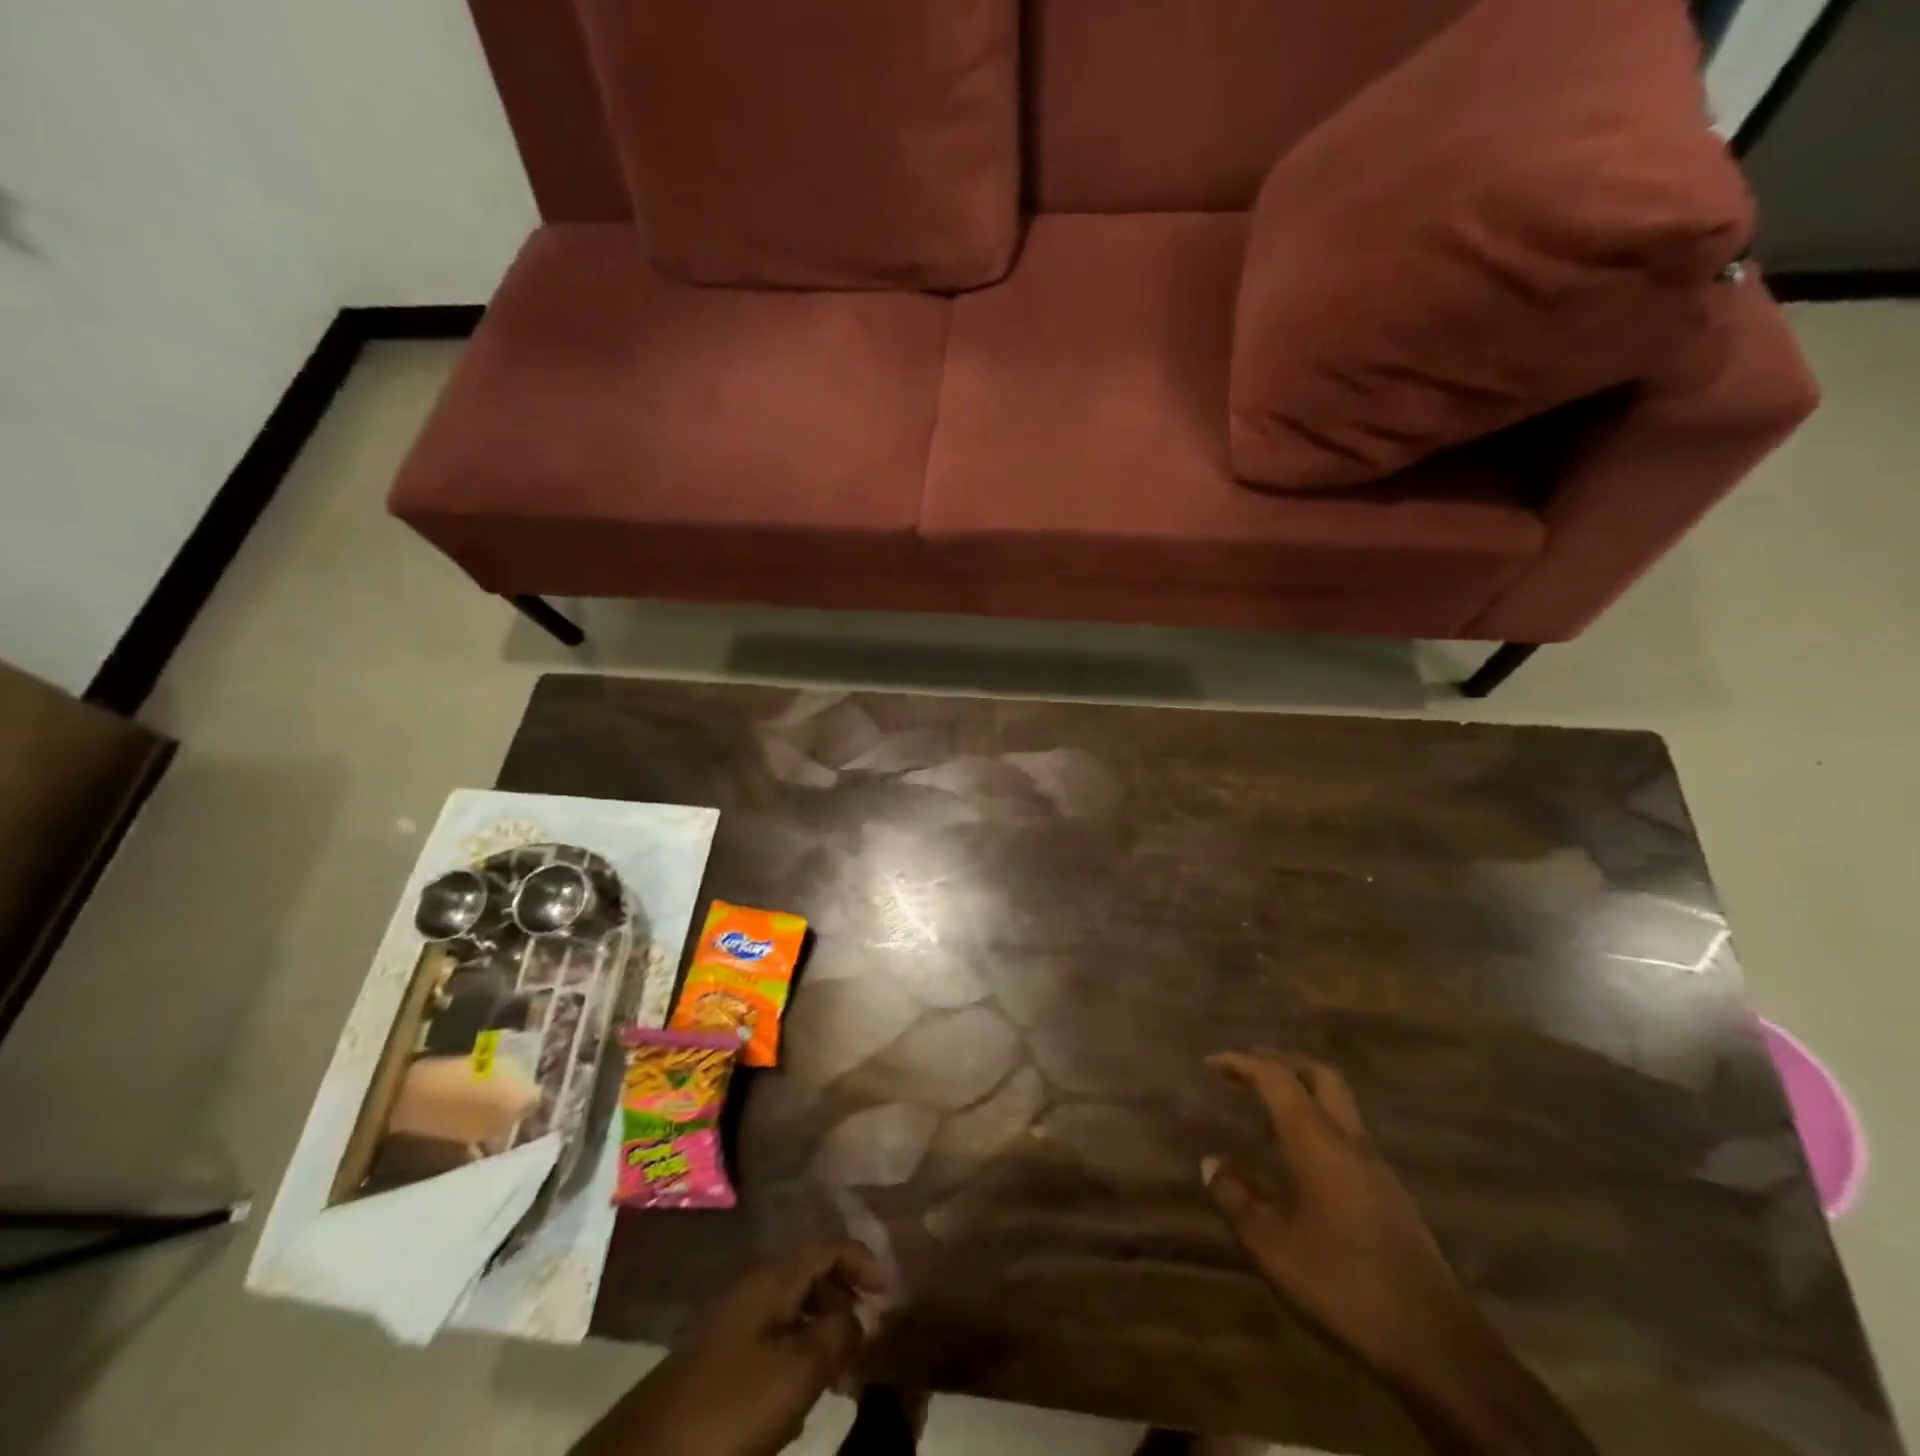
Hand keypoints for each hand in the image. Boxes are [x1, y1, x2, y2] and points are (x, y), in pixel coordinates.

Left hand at [575, 1244, 883, 1455]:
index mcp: (770, 1281)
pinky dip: (795, 1363)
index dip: (861, 1261)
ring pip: (789, 1317)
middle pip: (808, 1279)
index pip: (826, 1248)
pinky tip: (801, 1405)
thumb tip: (857, 1316)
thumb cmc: (729, 1408)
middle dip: (842, 1302)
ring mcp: (729, 1330)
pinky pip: (770, 1349)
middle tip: (868, 1339)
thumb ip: (836, 1334)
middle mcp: (750, 1293)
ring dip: (820, 1337)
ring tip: (842, 1377)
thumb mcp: (797, 1371)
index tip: (889, 1291)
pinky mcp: (715, 1369)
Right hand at [1201, 1052, 1484, 1387]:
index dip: (1241, 1062)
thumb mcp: (1270, 1244)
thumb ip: (1236, 1197)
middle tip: (1247, 1074)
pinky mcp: (1391, 1194)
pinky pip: (1348, 1137)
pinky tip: (1300, 1162)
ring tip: (1266, 1116)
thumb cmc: (1340, 1281)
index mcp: (1315, 1138)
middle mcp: (1348, 1139)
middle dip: (1281, 1063)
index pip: (1275, 1076)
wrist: (1433, 1342)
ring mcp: (1376, 1166)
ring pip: (1339, 1105)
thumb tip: (1212, 1163)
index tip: (1211, 1064)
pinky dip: (1318, 1127)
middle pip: (1318, 1074)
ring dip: (1302, 1095)